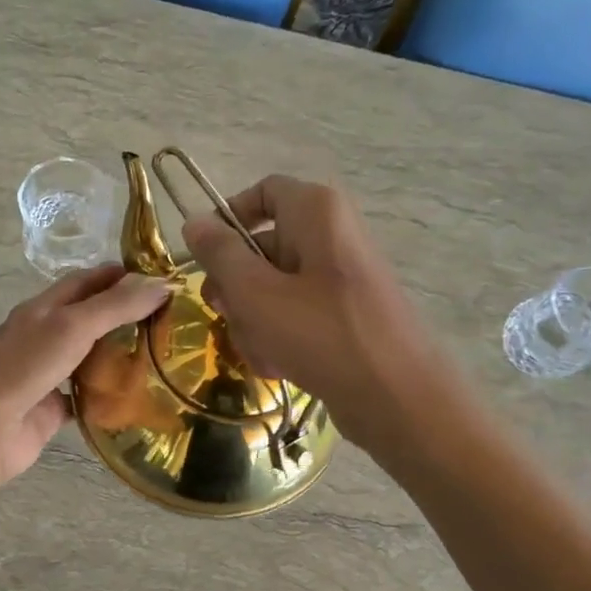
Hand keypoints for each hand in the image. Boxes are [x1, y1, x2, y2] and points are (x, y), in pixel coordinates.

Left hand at [0, 265, 170, 487]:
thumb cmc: (24, 368)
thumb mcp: (73, 326)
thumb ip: (116, 306)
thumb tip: (164, 283)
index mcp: (43, 309)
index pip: (85, 281)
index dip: (120, 276)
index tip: (161, 279)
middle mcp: (44, 337)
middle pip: (90, 318)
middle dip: (125, 315)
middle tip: (172, 318)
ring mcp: (47, 374)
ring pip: (90, 358)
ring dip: (120, 355)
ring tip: (164, 354)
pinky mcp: (52, 409)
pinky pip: (87, 398)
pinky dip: (110, 397)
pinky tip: (140, 397)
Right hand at [181, 175, 455, 448]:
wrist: (396, 397)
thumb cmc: (321, 334)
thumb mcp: (255, 293)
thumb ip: (219, 254)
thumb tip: (193, 222)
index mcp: (316, 212)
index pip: (262, 192)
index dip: (227, 219)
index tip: (203, 258)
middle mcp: (331, 235)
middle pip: (262, 247)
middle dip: (236, 287)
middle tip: (224, 315)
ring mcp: (339, 277)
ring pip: (273, 288)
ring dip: (254, 321)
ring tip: (261, 352)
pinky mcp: (344, 315)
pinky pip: (296, 315)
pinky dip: (279, 337)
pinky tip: (278, 365)